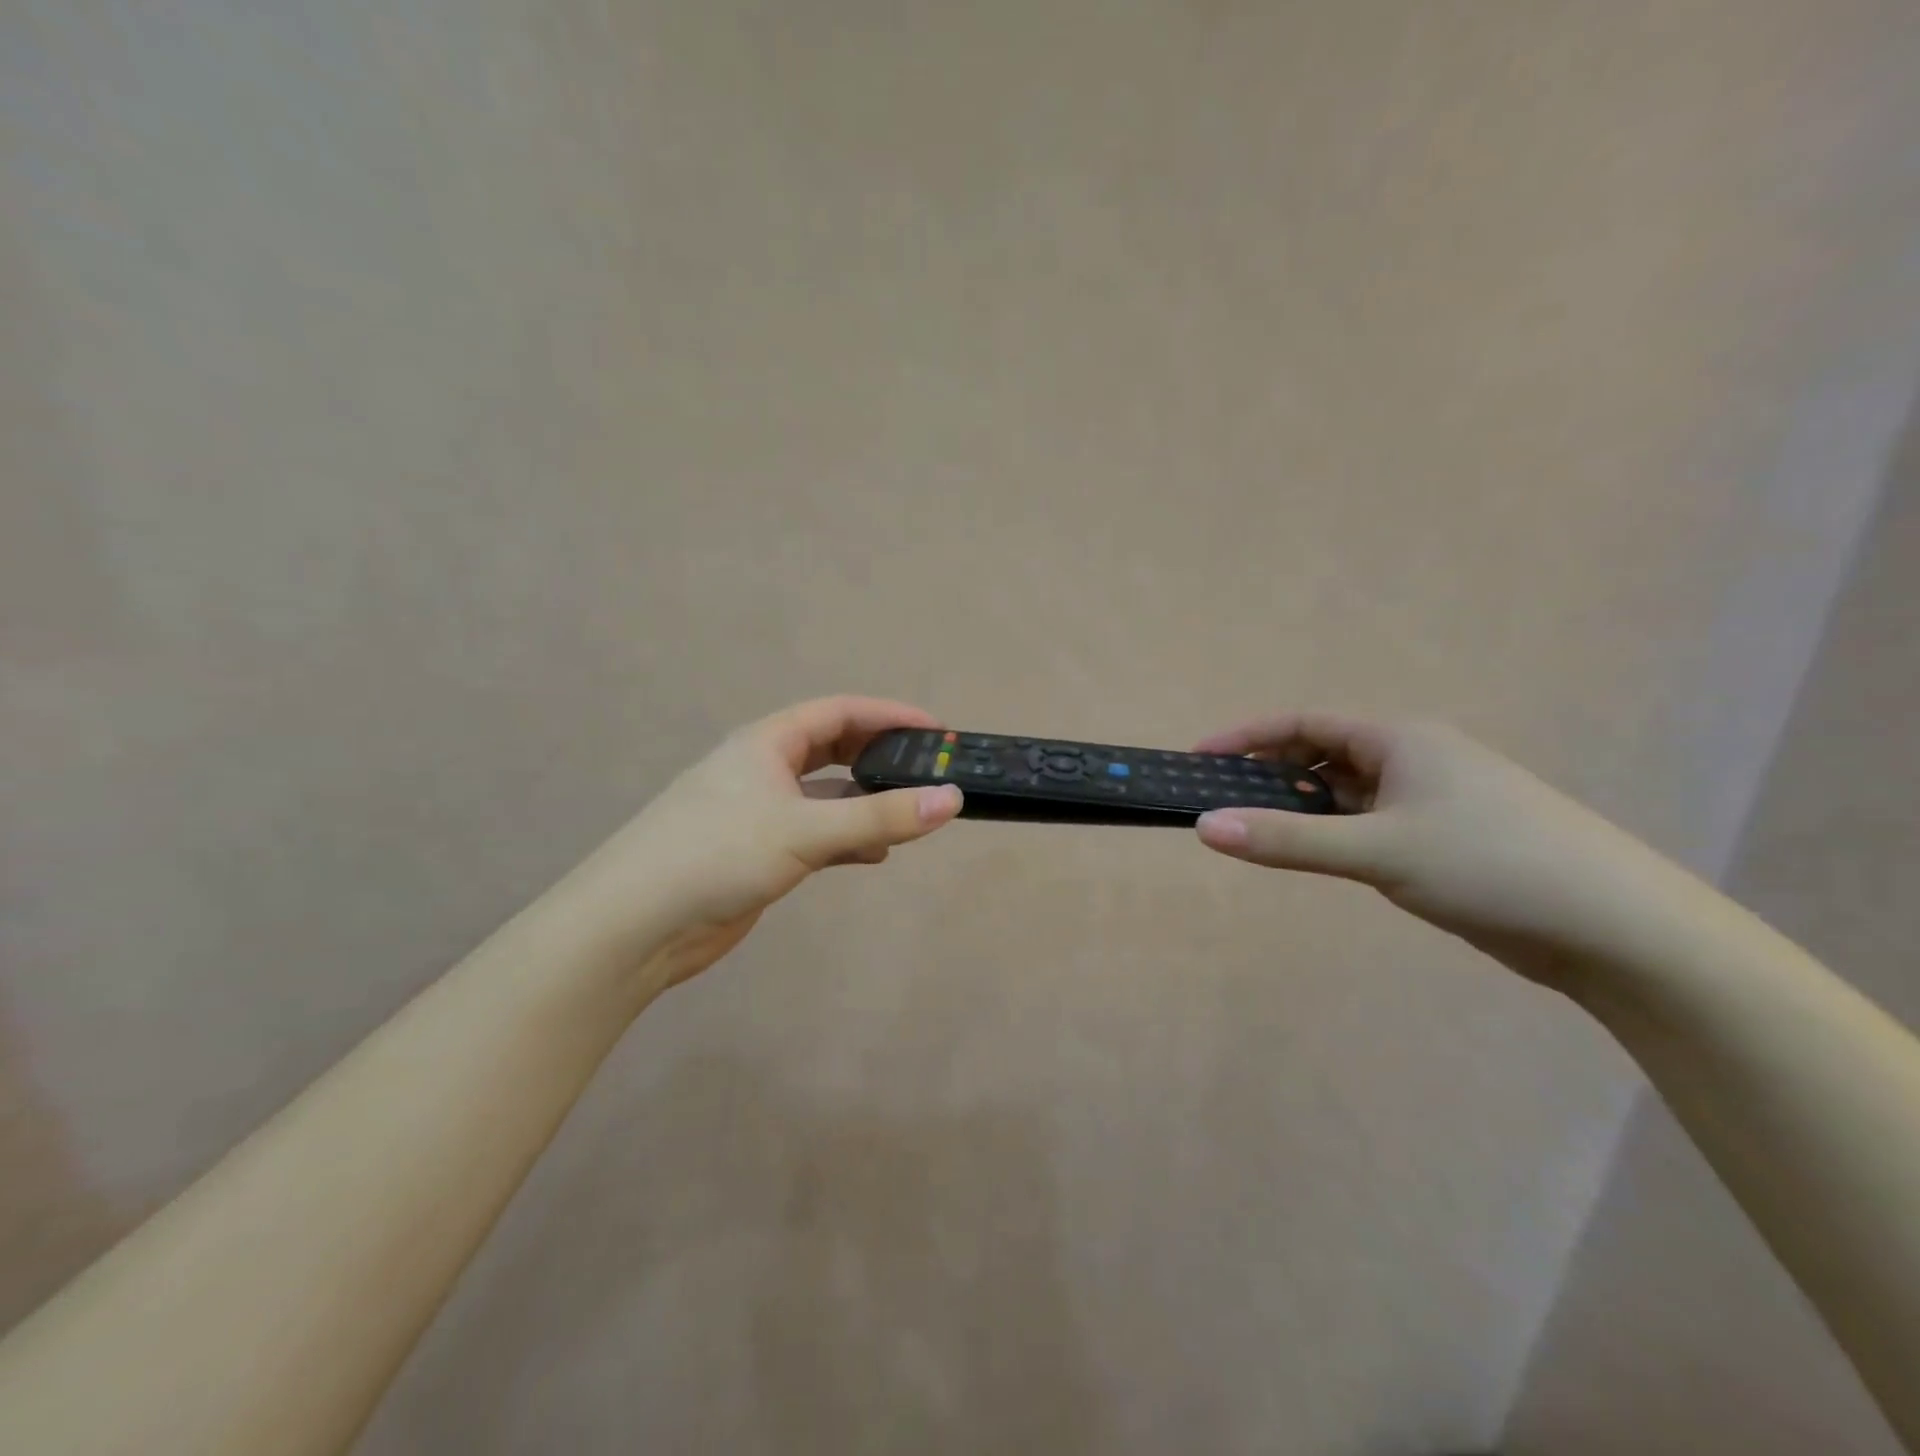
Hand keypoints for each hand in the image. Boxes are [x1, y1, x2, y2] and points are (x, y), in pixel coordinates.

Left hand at [561, 697, 962, 991]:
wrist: (635, 925)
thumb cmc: (716, 855)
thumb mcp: (805, 830)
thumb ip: (880, 817)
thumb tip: (952, 799)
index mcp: (767, 743)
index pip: (840, 712)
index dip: (890, 716)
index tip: (937, 732)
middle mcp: (764, 769)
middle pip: (834, 749)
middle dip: (880, 757)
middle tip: (928, 770)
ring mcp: (760, 813)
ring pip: (827, 796)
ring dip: (867, 802)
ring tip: (911, 815)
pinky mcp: (759, 853)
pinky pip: (817, 834)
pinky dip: (848, 839)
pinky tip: (875, 854)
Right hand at [1189, 714, 1695, 989]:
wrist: (1619, 930)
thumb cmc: (1491, 865)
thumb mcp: (1377, 852)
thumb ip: (1287, 839)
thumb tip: (1204, 826)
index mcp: (1401, 740)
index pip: (1304, 723)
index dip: (1247, 736)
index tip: (1200, 759)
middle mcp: (1416, 760)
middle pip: (1323, 755)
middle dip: (1270, 775)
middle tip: (1222, 804)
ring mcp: (1434, 801)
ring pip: (1347, 794)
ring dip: (1303, 808)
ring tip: (1257, 833)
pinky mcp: (1447, 840)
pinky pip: (1371, 825)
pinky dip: (1335, 834)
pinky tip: (1318, 857)